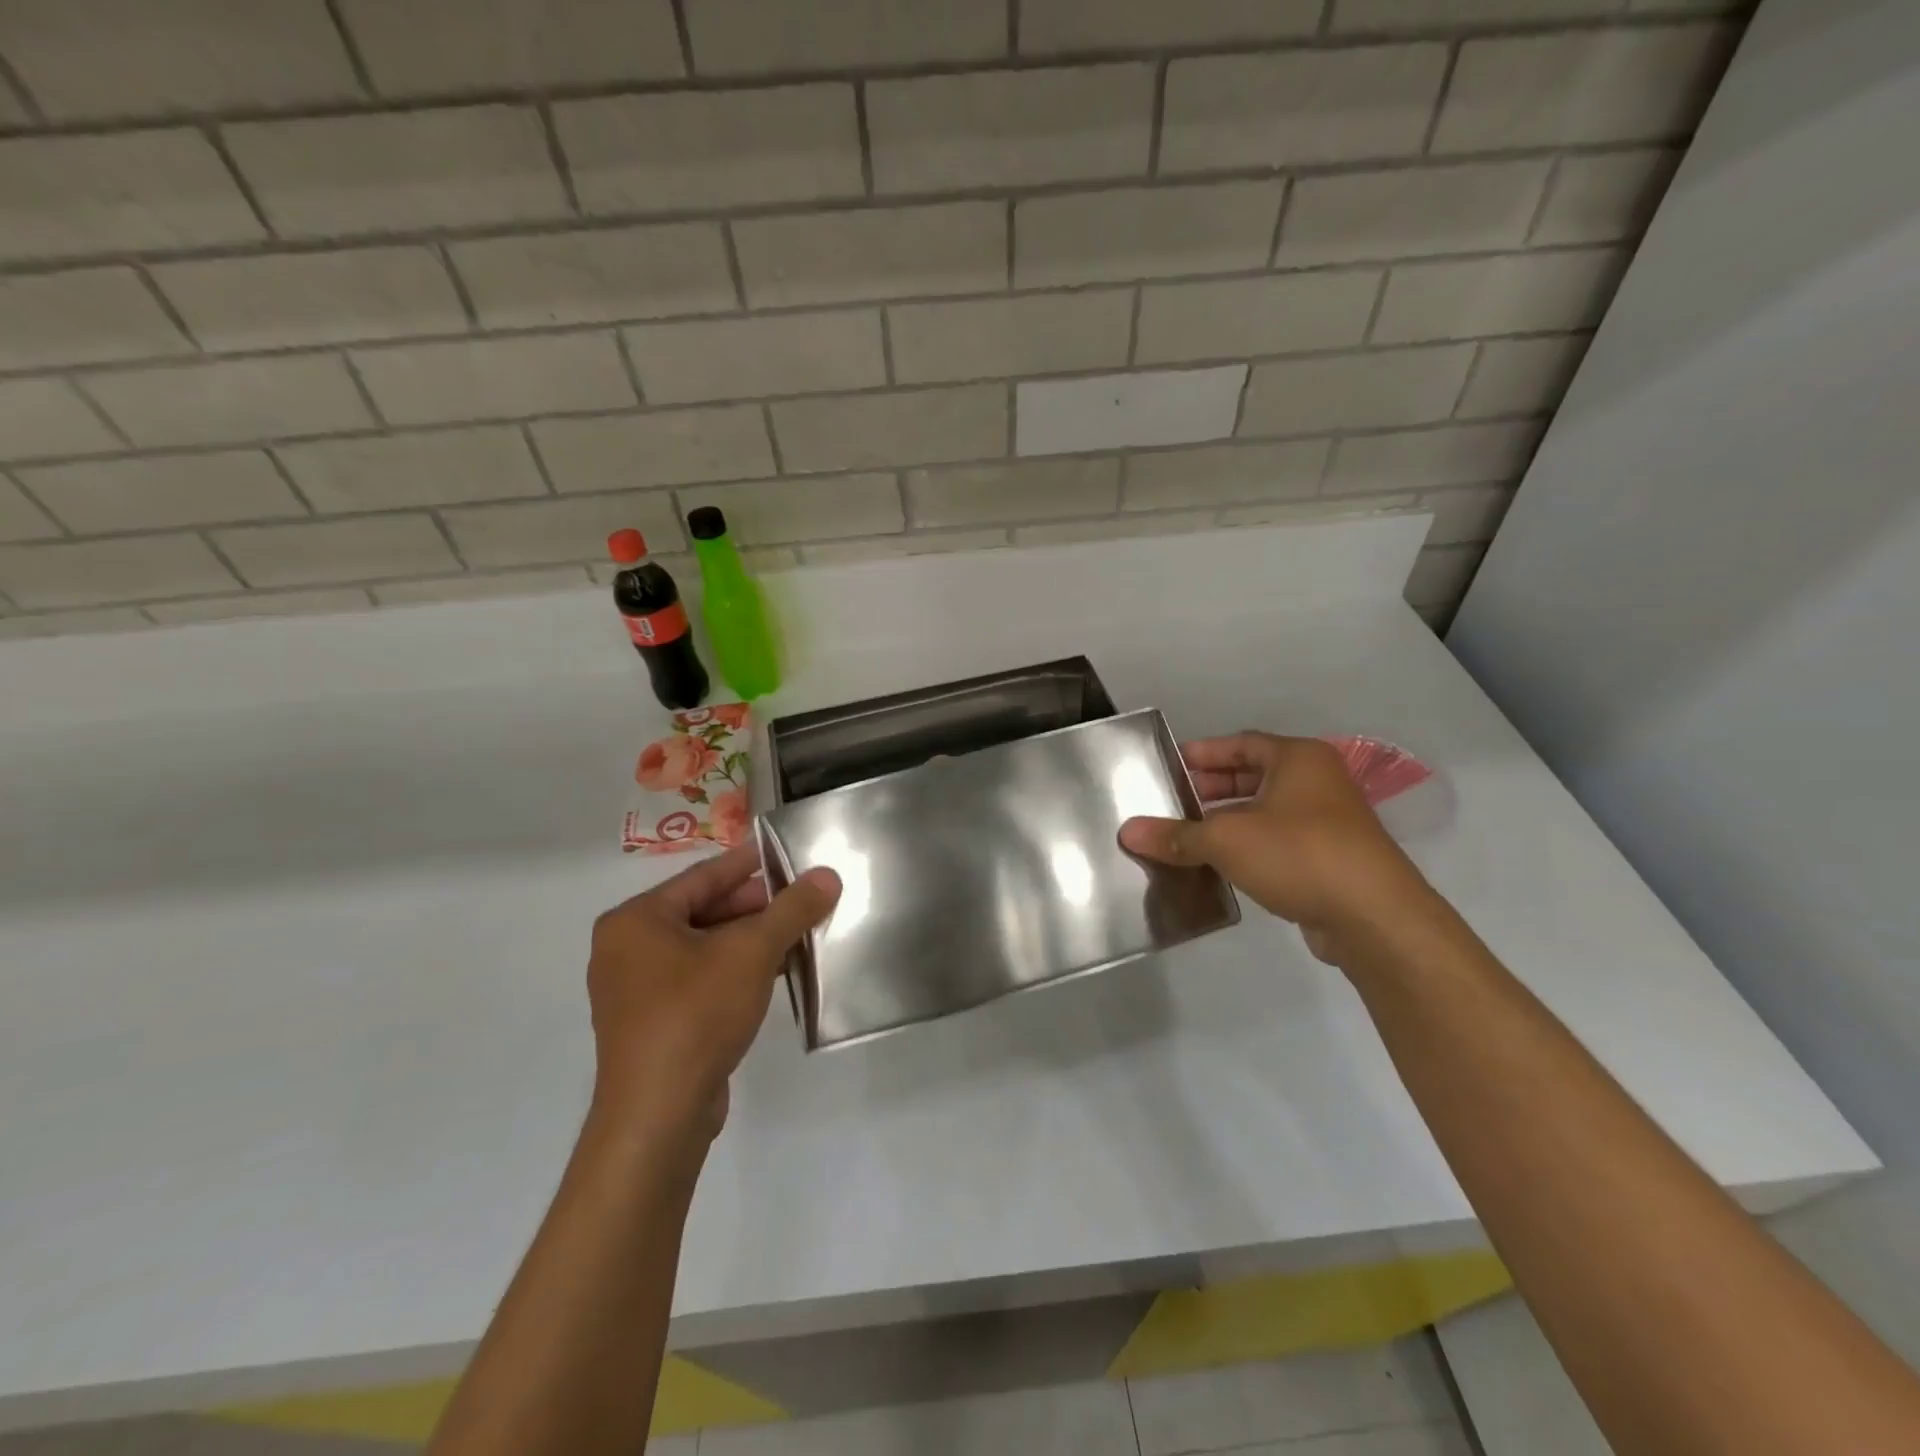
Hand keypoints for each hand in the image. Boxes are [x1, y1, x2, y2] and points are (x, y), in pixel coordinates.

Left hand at [586, 843, 838, 1152]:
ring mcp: (636, 990)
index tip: (785, 853)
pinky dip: (735, 971)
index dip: (748, 863)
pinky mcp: (652, 1023)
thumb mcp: (752, 952)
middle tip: (801, 898)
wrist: (659, 1114)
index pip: (703, 877)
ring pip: (703, 948)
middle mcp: (626, 949)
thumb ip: (792, 910)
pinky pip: (698, 980)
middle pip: (703, 911)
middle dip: (755, 907)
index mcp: (636, 920)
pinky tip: (775, 972)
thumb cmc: (696, 1014)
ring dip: (750, 941)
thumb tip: (828, 876)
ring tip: (797, 933)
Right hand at [1120, 732, 1438, 966]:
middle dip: (1211, 788)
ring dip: (1227, 821)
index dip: (1203, 753)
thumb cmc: (1299, 854)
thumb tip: (1127, 831)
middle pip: (1253, 776)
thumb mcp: (1227, 839)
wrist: (1373, 917)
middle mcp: (1317, 782)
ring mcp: (1327, 822)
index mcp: (1299, 759)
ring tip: (1185, 835)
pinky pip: (1277, 842)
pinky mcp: (1329, 859)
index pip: (1241, 744)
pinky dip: (1247, 847)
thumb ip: (1177, 835)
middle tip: (1171, 802)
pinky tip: (1217, 865)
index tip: (1169, 766)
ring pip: (1265, 812)